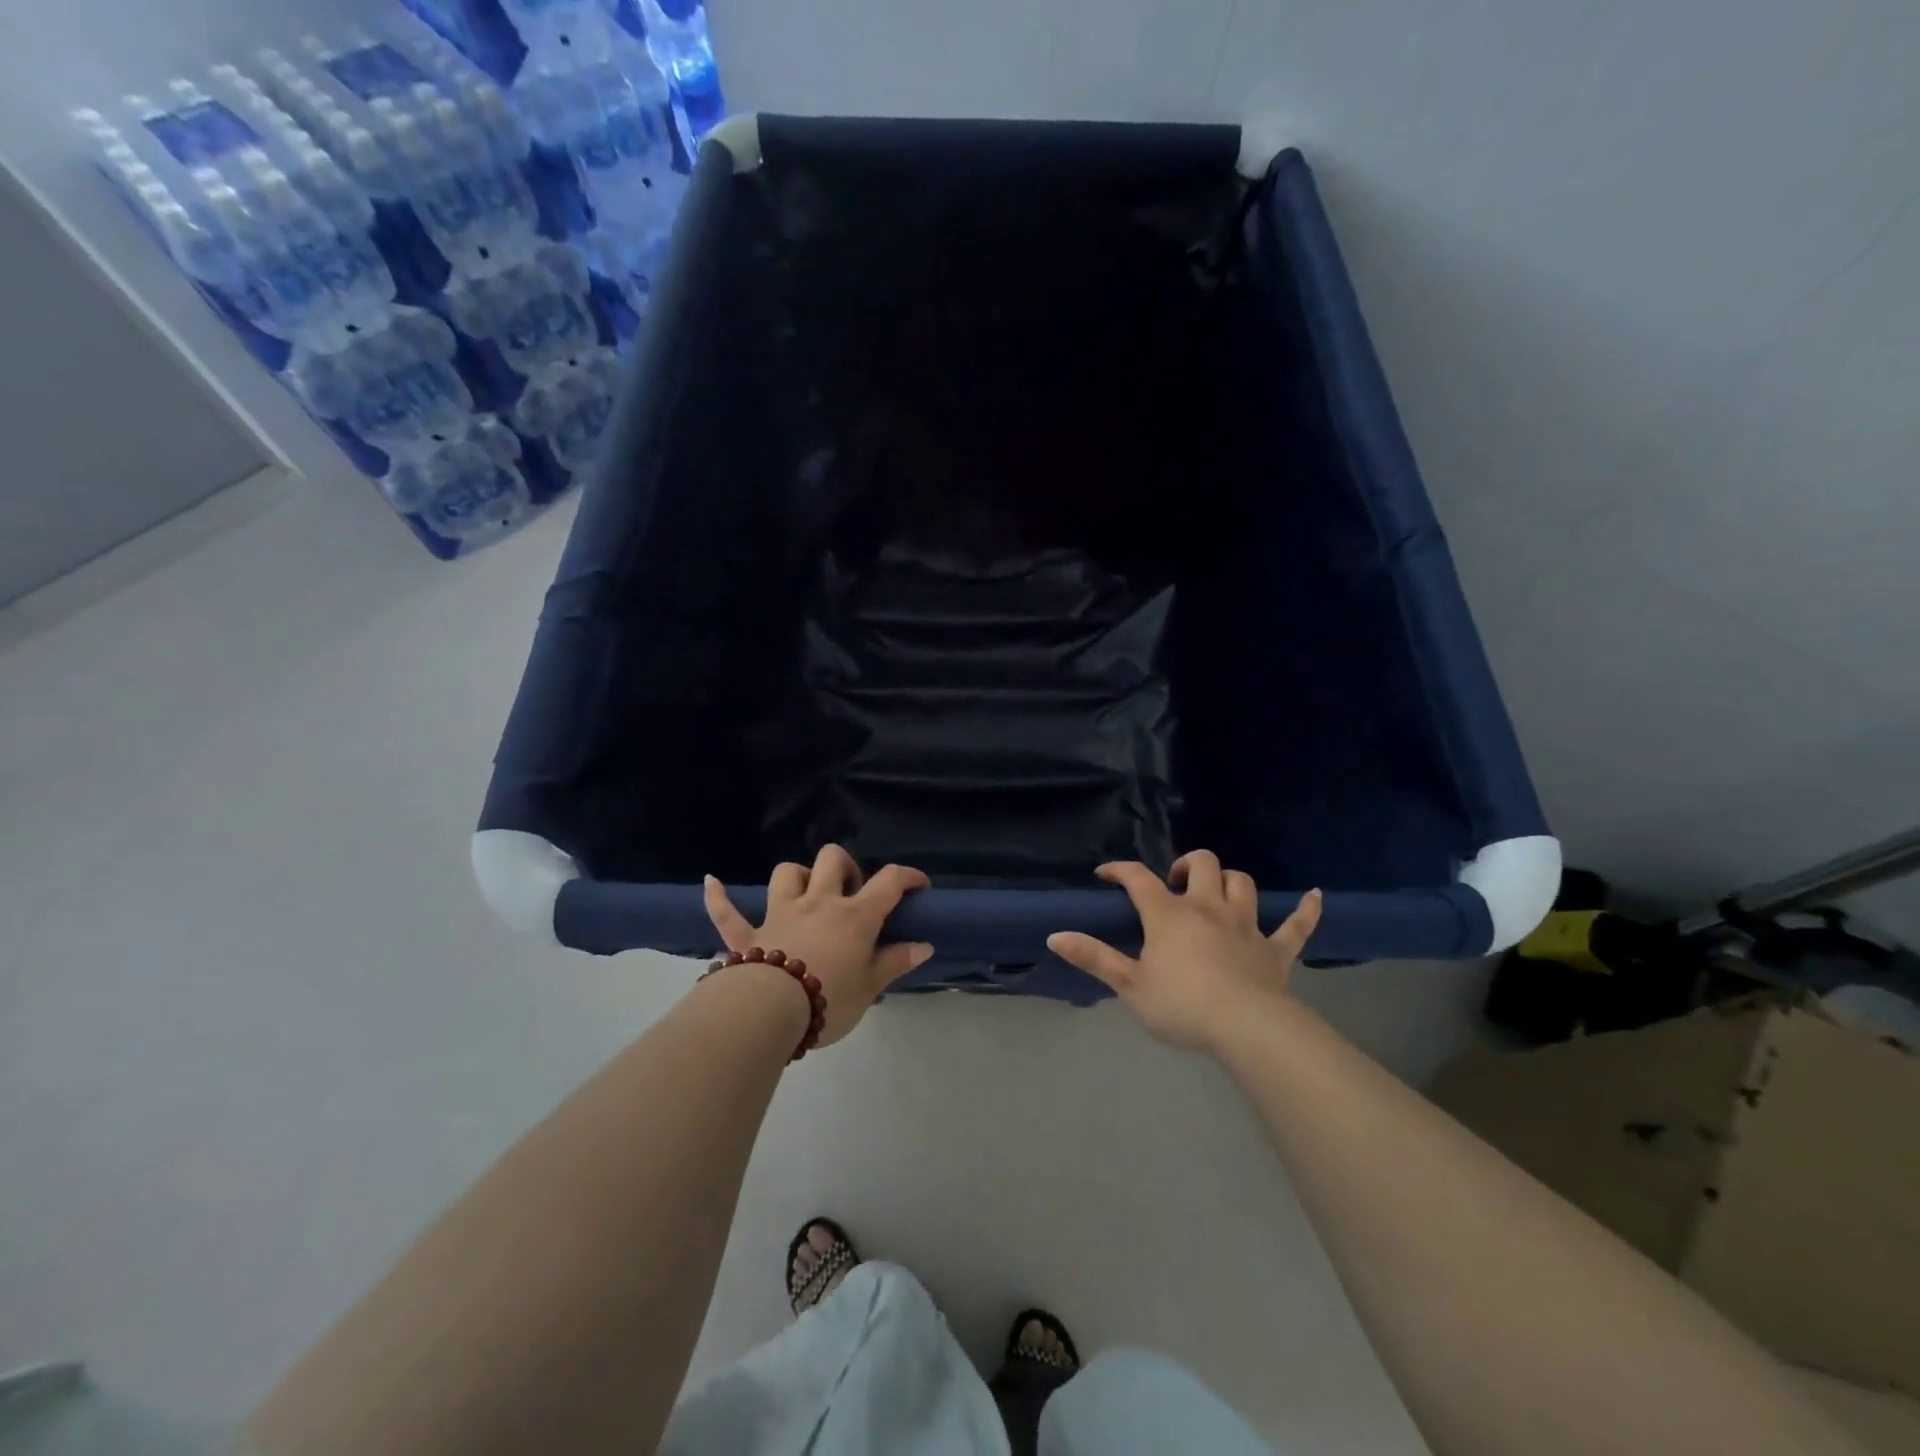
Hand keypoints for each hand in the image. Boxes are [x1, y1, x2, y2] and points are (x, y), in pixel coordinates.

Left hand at [703, 845, 933, 1047]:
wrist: (768, 1012)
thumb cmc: (829, 999)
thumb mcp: (870, 987)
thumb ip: (895, 962)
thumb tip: (924, 946)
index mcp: (854, 916)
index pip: (889, 882)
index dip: (908, 876)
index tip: (919, 886)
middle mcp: (817, 903)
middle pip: (832, 860)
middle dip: (845, 867)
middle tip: (852, 893)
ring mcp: (779, 914)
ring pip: (787, 873)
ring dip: (798, 876)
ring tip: (806, 892)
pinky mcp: (746, 934)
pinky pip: (727, 911)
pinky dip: (719, 897)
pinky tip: (711, 882)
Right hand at [1047, 851, 1321, 1052]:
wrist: (1246, 1029)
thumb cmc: (1181, 1006)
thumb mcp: (1129, 985)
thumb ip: (1093, 958)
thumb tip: (1055, 935)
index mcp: (1168, 915)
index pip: (1138, 879)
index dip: (1120, 870)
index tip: (1106, 873)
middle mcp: (1207, 908)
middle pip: (1201, 864)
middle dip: (1185, 865)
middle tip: (1173, 886)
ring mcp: (1246, 925)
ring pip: (1241, 883)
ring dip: (1228, 881)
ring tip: (1215, 893)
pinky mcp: (1276, 949)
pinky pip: (1297, 924)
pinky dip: (1306, 909)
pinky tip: (1314, 896)